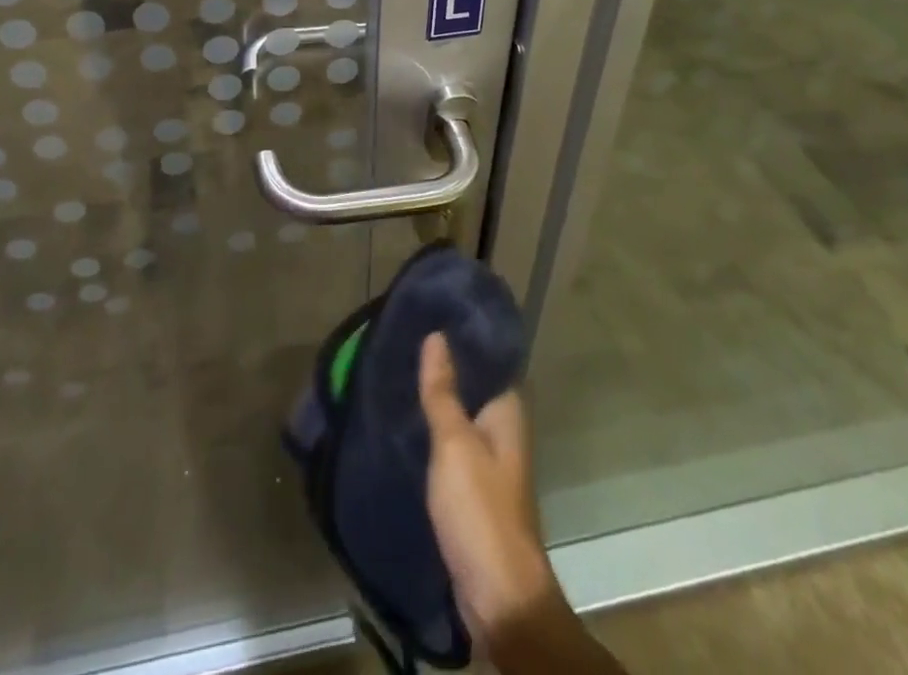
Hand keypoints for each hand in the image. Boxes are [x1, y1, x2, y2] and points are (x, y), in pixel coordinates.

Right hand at [418, 332, 561, 650]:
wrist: (498, 597)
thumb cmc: (480, 509)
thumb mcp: (455, 444)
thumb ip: (444, 391)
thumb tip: (437, 335)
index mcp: (508, 412)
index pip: (490, 358)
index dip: (465, 335)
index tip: (433, 311)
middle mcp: (504, 430)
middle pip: (474, 385)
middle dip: (445, 364)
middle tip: (406, 336)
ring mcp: (490, 460)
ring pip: (461, 414)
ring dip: (438, 397)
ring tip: (399, 369)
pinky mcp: (473, 487)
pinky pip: (452, 442)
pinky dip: (434, 428)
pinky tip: (407, 419)